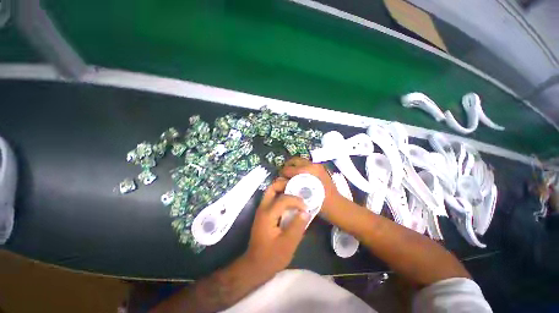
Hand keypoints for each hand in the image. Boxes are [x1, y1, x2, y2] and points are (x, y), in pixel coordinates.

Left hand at [244, 178, 309, 274]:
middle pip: (272, 188)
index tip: (306, 207)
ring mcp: (262, 210)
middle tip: (298, 188)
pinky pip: (272, 198)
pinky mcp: (264, 213)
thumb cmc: (271, 257)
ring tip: (295, 193)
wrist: (255, 265)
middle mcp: (263, 208)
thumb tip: (306, 212)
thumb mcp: (288, 245)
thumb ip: (297, 226)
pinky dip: (281, 195)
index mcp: (268, 214)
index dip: (296, 200)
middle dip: (285, 184)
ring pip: (271, 191)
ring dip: (283, 189)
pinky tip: (290, 203)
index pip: (283, 199)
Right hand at [281, 157, 345, 222]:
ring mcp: (317, 165)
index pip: (288, 169)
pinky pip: (307, 164)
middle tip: (285, 175)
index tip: (281, 179)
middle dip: (288, 166)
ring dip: (295, 166)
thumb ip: (289, 186)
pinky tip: (300, 176)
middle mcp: (312, 165)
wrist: (335, 204)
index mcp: (306, 172)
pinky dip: (301, 167)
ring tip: (292, 175)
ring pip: (300, 161)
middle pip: (294, 160)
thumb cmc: (317, 203)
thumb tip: (281, 181)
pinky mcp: (320, 167)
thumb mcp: (299, 195)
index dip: (282, 174)